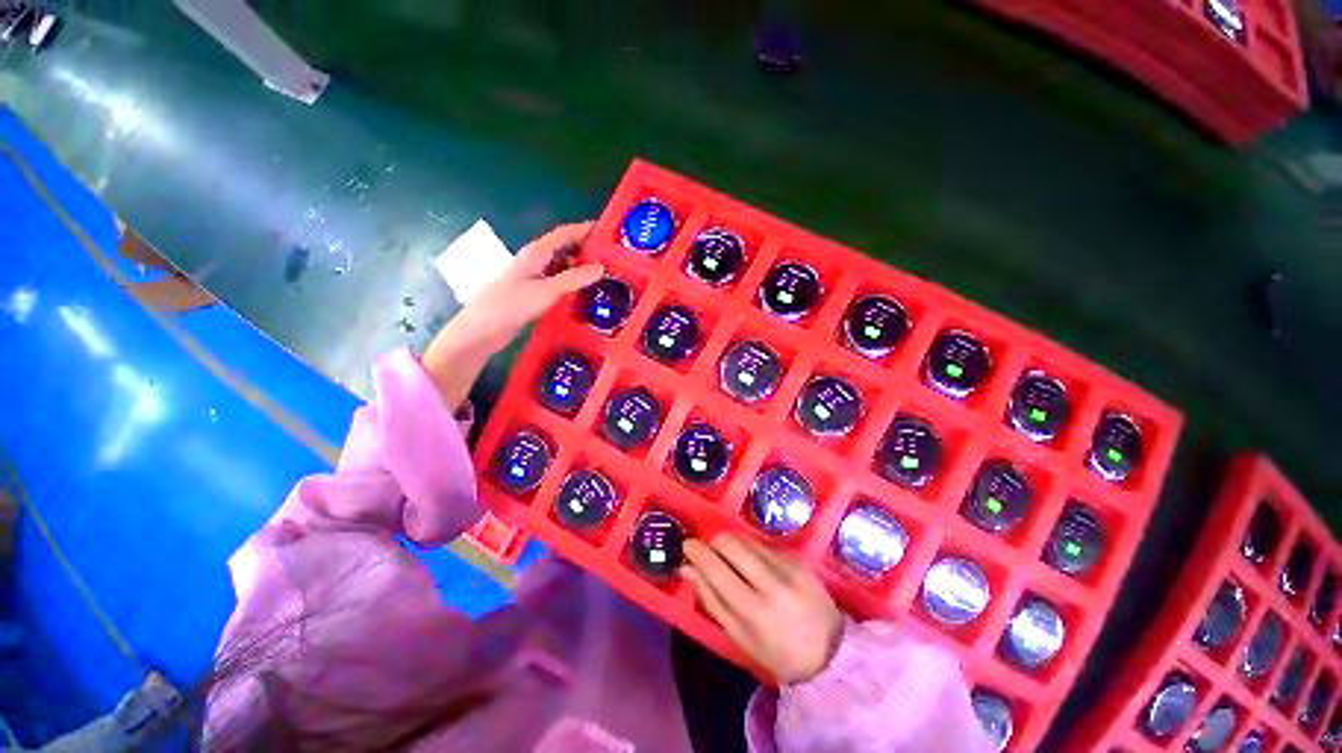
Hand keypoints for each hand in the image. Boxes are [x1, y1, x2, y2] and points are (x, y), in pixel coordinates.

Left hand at [423, 222, 602, 407]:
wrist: (482, 330)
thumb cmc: (512, 305)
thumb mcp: (547, 291)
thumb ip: (574, 279)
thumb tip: (601, 268)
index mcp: (536, 253)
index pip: (564, 234)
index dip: (584, 230)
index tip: (605, 231)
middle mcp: (535, 261)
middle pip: (564, 249)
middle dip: (585, 249)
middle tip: (610, 258)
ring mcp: (533, 278)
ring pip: (561, 267)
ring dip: (580, 268)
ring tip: (603, 276)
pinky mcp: (533, 293)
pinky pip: (558, 282)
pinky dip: (572, 283)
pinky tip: (584, 293)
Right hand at [683, 533, 842, 683]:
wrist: (832, 651)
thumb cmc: (778, 652)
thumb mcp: (740, 636)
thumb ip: (711, 600)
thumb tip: (687, 569)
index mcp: (754, 610)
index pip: (716, 568)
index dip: (697, 552)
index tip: (688, 546)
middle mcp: (772, 582)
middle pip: (730, 543)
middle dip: (713, 542)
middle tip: (709, 552)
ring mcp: (788, 566)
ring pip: (745, 538)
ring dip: (731, 544)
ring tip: (732, 560)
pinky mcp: (797, 556)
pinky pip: (763, 542)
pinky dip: (750, 549)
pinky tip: (754, 564)